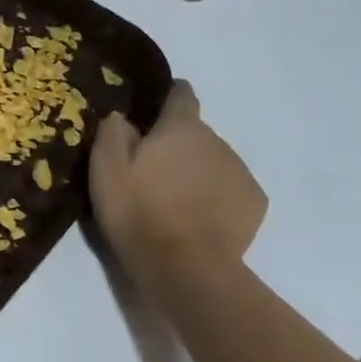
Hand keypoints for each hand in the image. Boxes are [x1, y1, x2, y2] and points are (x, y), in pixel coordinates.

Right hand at [90, 82, 266, 269]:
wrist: (186, 267)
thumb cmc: (138, 211)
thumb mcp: (105, 168)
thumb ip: (112, 132)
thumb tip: (123, 117)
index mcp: (181, 128)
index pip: (181, 94)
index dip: (168, 95)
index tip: (153, 108)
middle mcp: (217, 141)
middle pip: (195, 132)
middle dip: (176, 143)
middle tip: (151, 170)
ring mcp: (240, 172)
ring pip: (213, 160)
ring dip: (195, 169)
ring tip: (173, 198)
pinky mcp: (254, 203)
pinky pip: (230, 188)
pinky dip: (215, 194)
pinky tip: (197, 216)